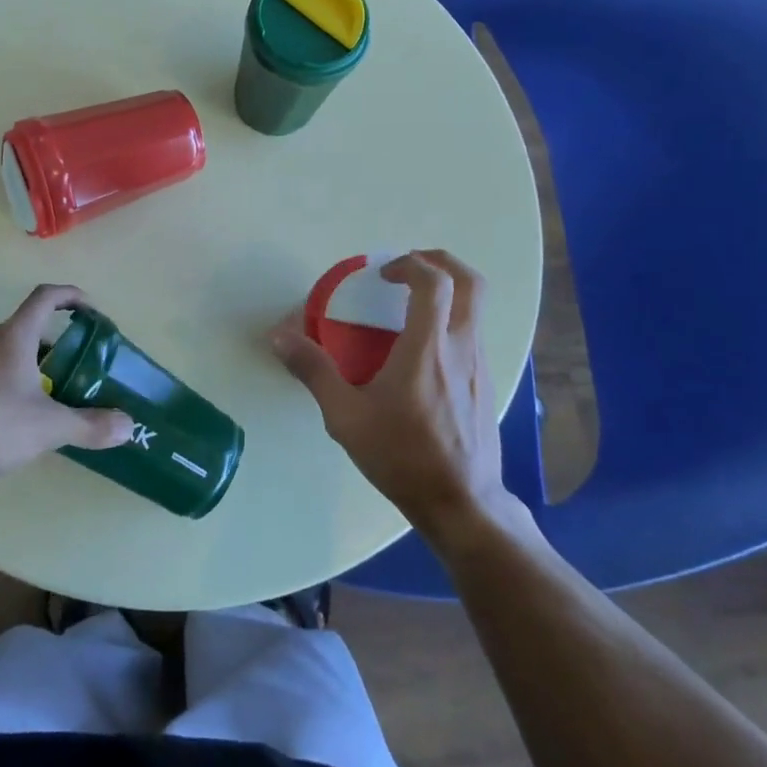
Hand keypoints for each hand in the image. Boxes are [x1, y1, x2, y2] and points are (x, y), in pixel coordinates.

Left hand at [0, 284, 134, 482]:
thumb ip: (90, 425)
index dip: (70, 296)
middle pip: (26, 326)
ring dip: (28, 363)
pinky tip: (9, 416)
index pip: (45, 297)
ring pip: (4, 350)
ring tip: (44, 396)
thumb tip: (128, 426)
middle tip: (72, 369)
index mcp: (13, 336)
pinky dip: (4, 380)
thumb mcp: (48, 428)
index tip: (89, 310)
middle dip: (52, 343)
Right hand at [271, 250, 527, 542]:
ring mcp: (481, 365)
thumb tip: (279, 337)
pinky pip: (473, 333)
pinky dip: (451, 319)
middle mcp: (462, 346)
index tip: (383, 274)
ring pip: (476, 307)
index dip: (409, 264)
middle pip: (470, 282)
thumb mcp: (346, 417)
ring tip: (410, 305)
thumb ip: (314, 371)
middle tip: (408, 267)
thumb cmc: (403, 457)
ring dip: (447, 291)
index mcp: (429, 347)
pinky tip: (422, 349)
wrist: (463, 505)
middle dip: (440, 261)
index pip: (434, 281)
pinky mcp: (487, 383)